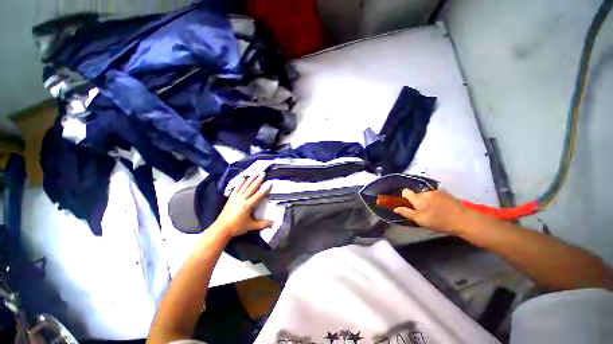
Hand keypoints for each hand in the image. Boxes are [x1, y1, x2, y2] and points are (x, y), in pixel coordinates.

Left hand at [211, 174, 272, 237]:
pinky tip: (243, 179)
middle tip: (263, 174)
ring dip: (250, 179)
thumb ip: (262, 224)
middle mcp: (242, 199)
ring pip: (244, 186)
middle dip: (258, 180)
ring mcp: (235, 198)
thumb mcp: (251, 226)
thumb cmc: (236, 227)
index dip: (265, 189)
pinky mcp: (230, 199)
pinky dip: (240, 183)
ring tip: (255, 174)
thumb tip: (273, 224)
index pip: (258, 195)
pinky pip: (236, 189)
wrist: (221, 229)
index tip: (269, 183)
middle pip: (251, 188)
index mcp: (248, 205)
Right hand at [393, 189, 470, 234]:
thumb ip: (406, 213)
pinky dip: (436, 199)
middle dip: (418, 201)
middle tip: (424, 211)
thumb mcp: (420, 220)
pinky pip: (435, 194)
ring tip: (435, 210)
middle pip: (416, 194)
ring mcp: (436, 191)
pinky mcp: (445, 192)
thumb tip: (395, 208)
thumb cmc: (439, 222)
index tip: (410, 205)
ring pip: (426, 194)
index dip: (405, 197)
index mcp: (418, 199)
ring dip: (427, 200)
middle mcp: (425, 192)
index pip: (405, 191)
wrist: (463, 220)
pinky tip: (442, 208)